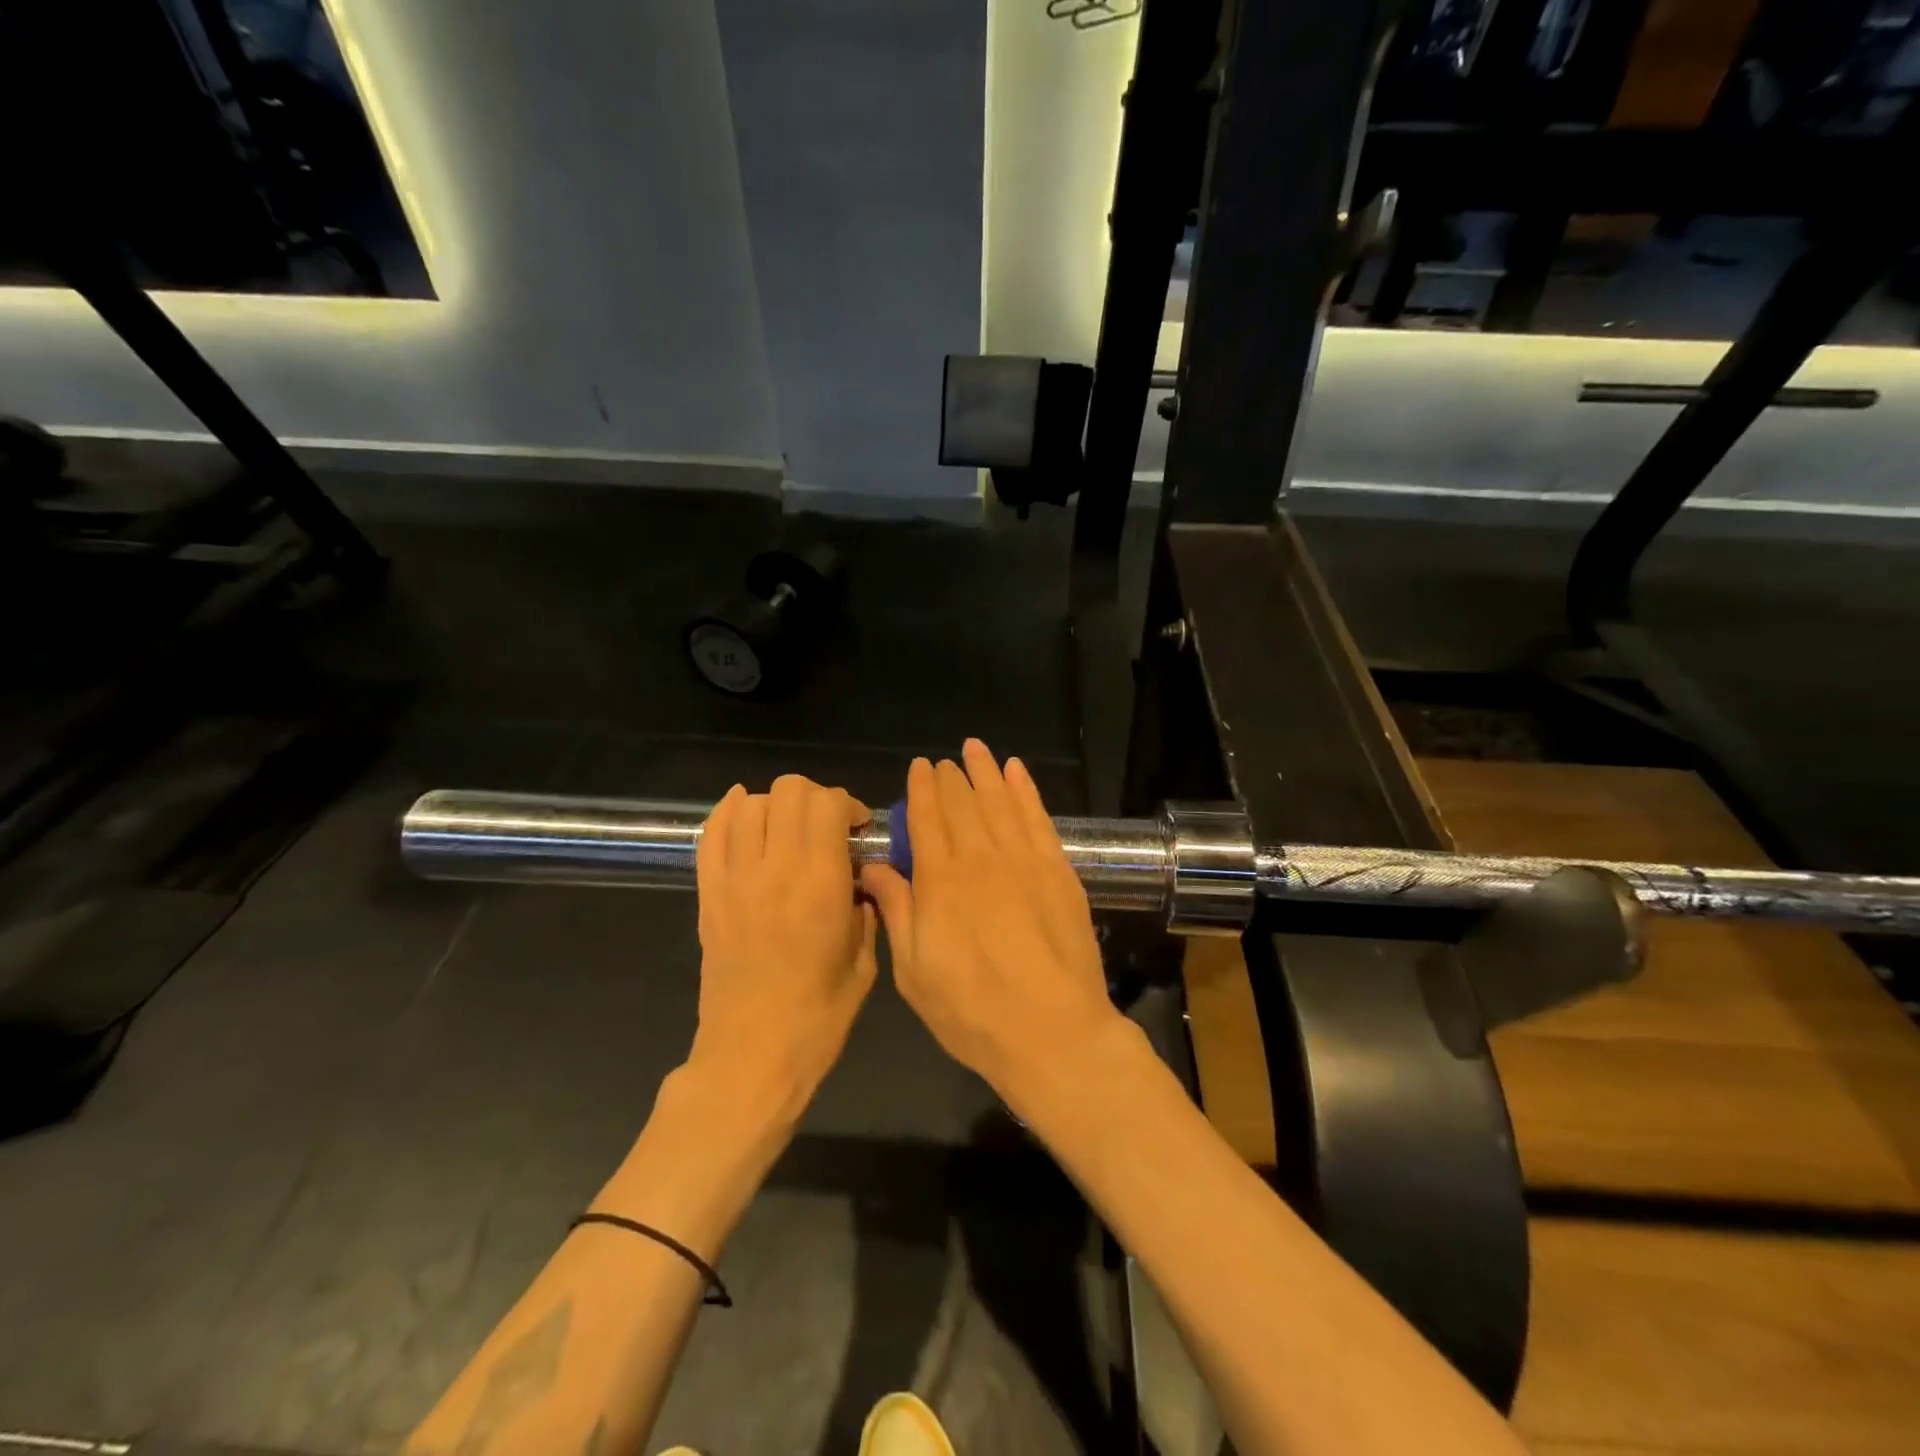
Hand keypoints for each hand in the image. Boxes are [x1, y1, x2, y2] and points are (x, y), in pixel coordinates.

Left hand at [690, 775, 877, 1121]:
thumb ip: (868, 913)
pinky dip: (728, 812)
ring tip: (790, 828)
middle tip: (826, 825)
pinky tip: (745, 809)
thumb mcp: (864, 965)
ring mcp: (735, 880)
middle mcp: (775, 869)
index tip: (857, 827)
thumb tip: (862, 882)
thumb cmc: (817, 1019)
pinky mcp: (708, 896)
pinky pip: (711, 836)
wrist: (751, 1058)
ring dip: (776, 805)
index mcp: (820, 884)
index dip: (846, 803)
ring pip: (750, 805)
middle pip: (788, 791)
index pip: (827, 804)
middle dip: (815, 797)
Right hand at [860, 741, 1128, 1113]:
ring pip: (1000, 801)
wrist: (1053, 1032)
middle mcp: (980, 859)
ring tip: (976, 749)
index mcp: (940, 882)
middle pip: (962, 804)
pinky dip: (1026, 791)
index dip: (921, 789)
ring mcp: (1024, 861)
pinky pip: (1039, 818)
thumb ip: (897, 911)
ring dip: (986, 772)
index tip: (918, 767)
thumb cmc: (972, 1012)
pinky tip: (1018, 772)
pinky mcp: (1059, 871)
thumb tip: (874, 867)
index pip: (927, 819)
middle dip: (950, 778)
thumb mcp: (914, 972)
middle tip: (944, 761)